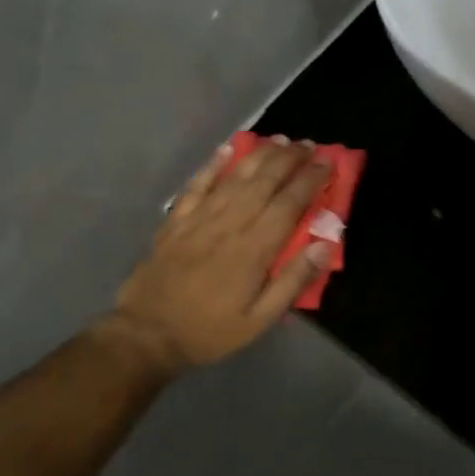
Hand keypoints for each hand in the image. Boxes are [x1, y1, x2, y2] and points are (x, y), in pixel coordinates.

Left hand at [103, 138, 333, 373]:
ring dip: (260, 155)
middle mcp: (229, 224)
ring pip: (235, 177)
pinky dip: (214, 164)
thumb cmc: (210, 331)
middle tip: (309, 145)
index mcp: (254, 249)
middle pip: (264, 181)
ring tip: (280, 140)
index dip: (310, 180)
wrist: (147, 335)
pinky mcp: (176, 220)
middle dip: (290, 159)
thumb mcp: (260, 320)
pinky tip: (227, 149)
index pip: (289, 203)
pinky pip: (198, 184)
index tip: (328, 163)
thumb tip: (326, 244)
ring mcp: (199, 219)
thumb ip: (294, 281)